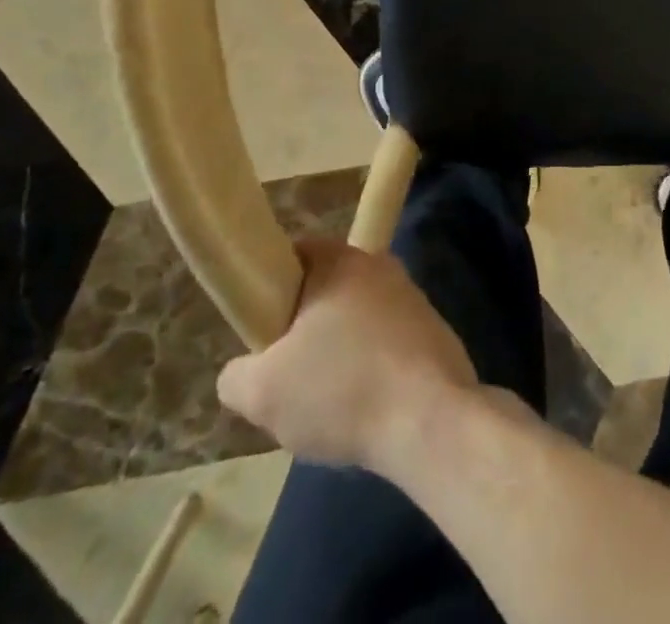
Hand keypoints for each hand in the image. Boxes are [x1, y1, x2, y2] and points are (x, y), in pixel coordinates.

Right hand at [217, 240, 477, 471]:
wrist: (429, 417)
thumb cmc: (342, 389)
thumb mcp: (262, 392)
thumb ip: (237, 375)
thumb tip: (242, 370)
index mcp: (342, 262)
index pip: (297, 253)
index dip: (270, 286)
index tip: (259, 328)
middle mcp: (381, 266)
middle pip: (326, 290)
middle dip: (303, 329)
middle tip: (285, 374)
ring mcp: (411, 296)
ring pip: (356, 319)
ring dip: (337, 353)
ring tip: (324, 402)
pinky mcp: (432, 329)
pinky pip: (385, 342)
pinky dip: (369, 369)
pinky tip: (362, 409)